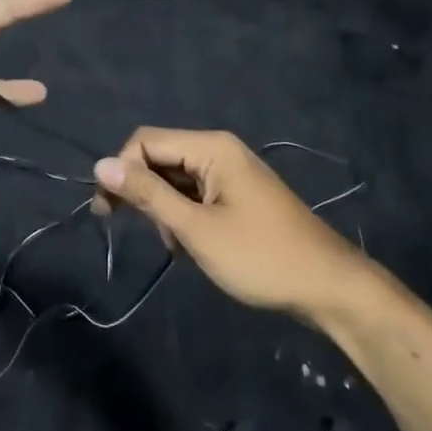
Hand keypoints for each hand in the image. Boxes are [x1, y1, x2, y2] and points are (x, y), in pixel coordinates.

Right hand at [94, 128, 369, 313]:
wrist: (330, 288)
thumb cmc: (259, 257)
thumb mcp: (195, 228)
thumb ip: (147, 195)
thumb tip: (101, 165)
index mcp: (211, 147)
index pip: (145, 141)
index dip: (120, 170)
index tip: (107, 211)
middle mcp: (219, 150)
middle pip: (159, 156)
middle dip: (138, 189)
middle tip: (118, 224)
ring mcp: (231, 173)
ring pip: (175, 178)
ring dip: (161, 207)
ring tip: (170, 244)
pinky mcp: (237, 195)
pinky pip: (194, 192)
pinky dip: (181, 214)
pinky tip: (186, 243)